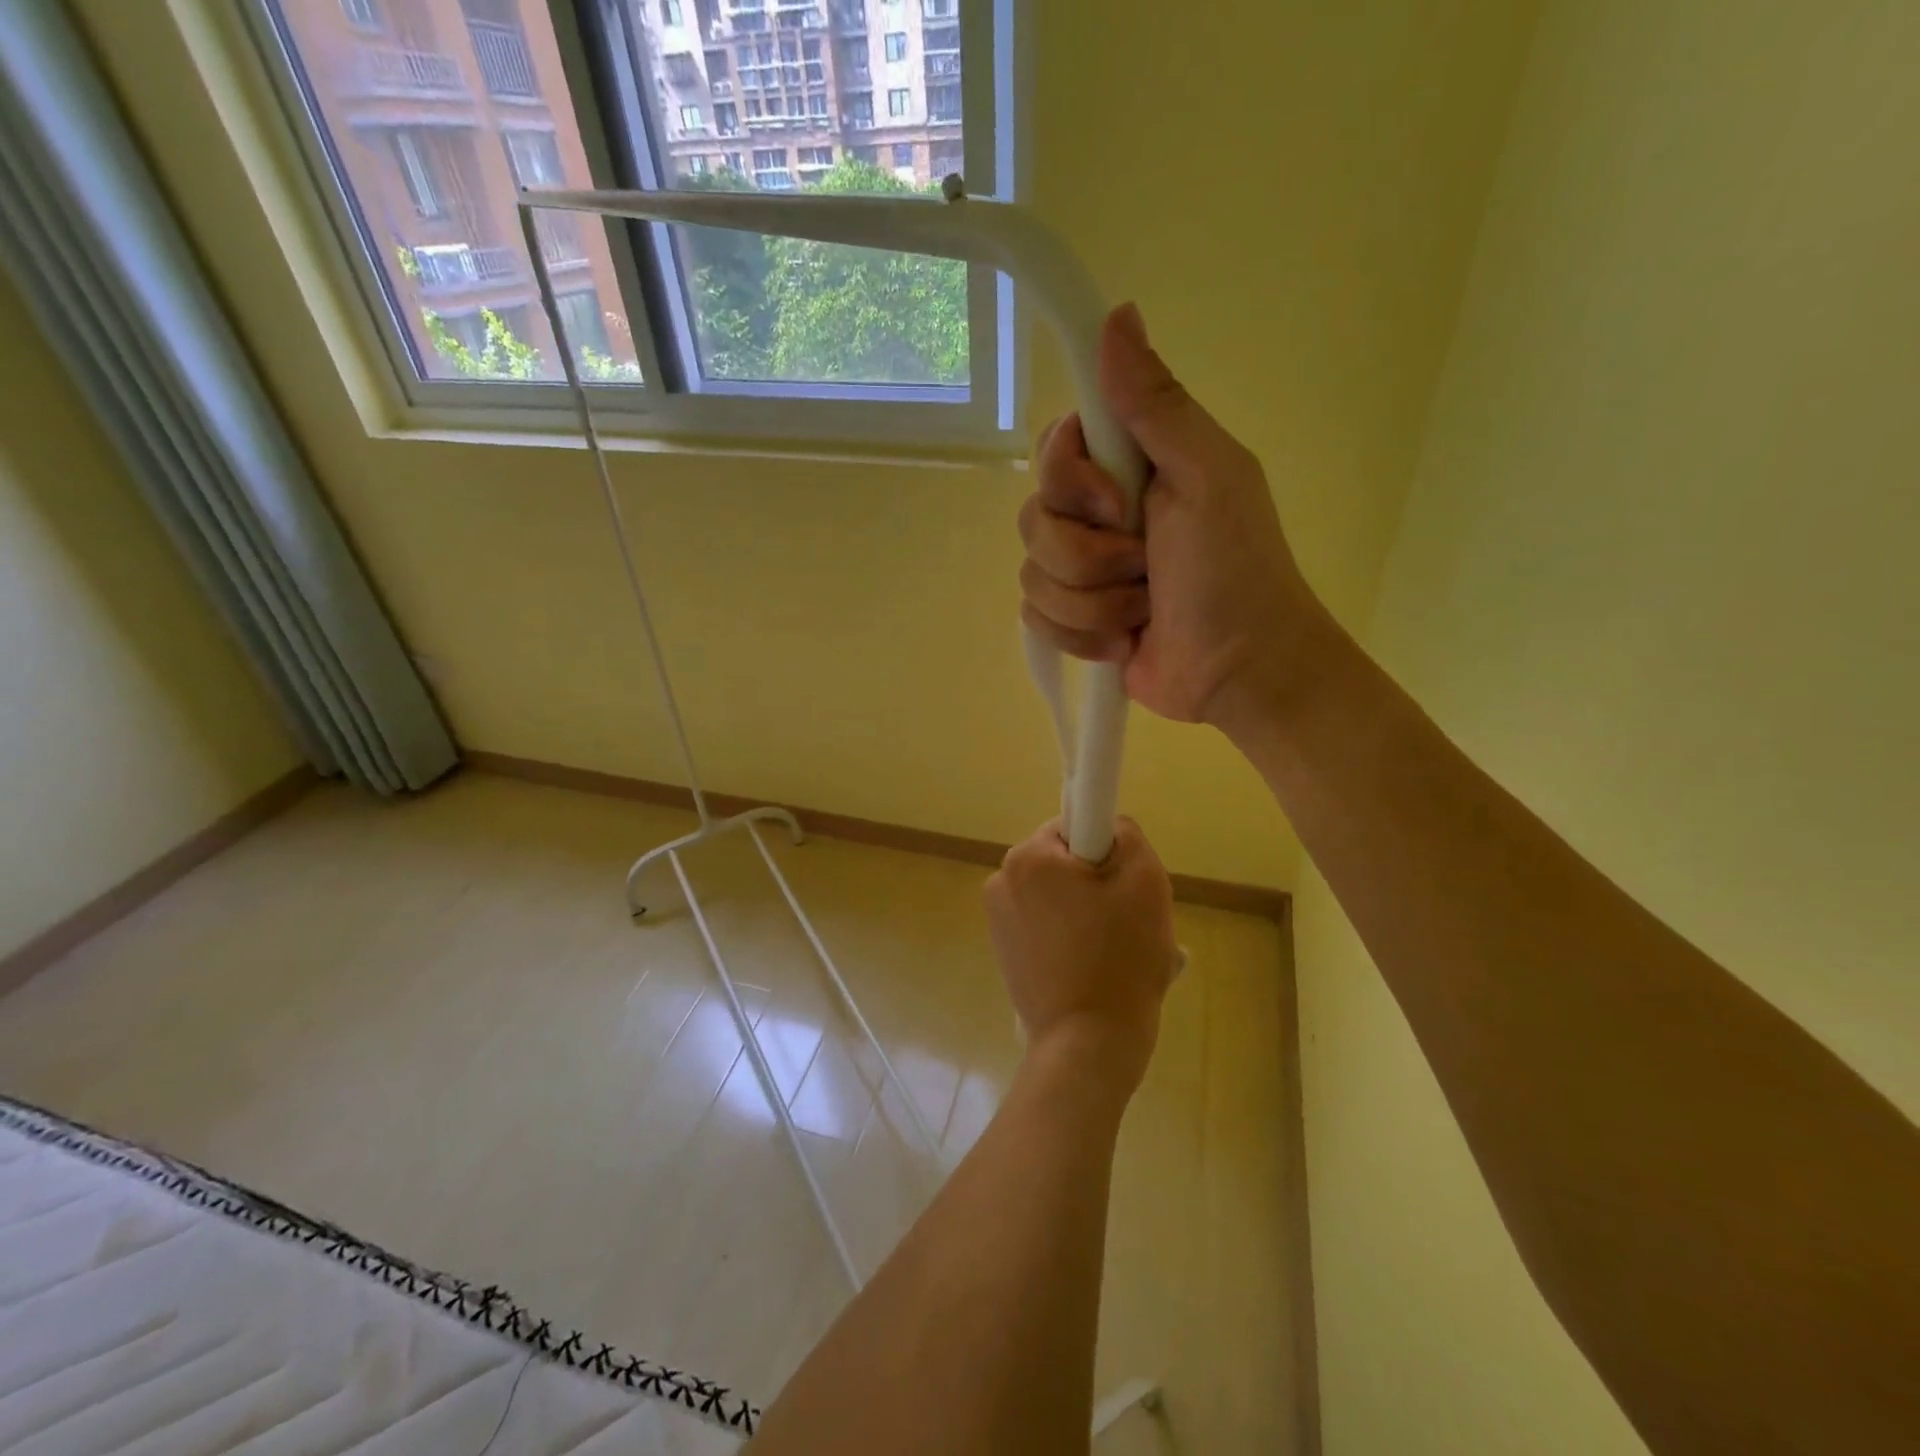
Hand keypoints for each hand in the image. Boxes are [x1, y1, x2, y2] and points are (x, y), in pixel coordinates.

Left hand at [983, 817, 1177, 1092]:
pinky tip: (1093, 969)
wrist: (1087, 1044)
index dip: (1106, 850)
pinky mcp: (1003, 953)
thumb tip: (1108, 827)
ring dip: (1086, 912)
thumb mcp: (1145, 881)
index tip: (1123, 884)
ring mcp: (997, 920)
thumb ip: (1126, 834)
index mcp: (1028, 857)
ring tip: (1114, 952)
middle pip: (1064, 862)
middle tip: (1128, 921)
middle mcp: (1001, 880)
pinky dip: (1070, 937)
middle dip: (1097, 883)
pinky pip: (1045, 926)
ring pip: (1057, 896)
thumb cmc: (1121, 957)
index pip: (1074, 826)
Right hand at [1018, 304, 1333, 730]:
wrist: (1241, 672)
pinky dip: (1083, 636)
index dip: (1071, 480)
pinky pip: (1037, 620)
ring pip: (1033, 576)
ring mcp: (1084, 574)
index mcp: (1129, 469)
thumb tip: (1117, 313)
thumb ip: (1157, 404)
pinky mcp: (1075, 622)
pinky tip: (1124, 642)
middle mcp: (1098, 516)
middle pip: (1034, 519)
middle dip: (1089, 555)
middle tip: (1145, 565)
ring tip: (1144, 611)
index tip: (1118, 503)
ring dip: (1094, 603)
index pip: (1052, 450)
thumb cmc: (1235, 571)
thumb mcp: (1208, 475)